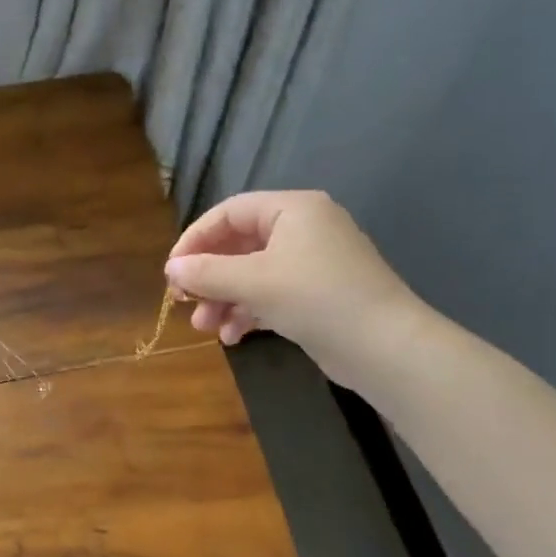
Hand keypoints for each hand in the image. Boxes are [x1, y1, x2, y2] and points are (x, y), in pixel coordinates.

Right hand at [165, 191, 431, 388]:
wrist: (385, 347)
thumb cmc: (315, 298)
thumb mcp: (254, 282)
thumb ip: (207, 272)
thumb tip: (171, 268)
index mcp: (293, 209)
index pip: (229, 213)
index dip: (195, 239)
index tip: (171, 271)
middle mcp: (304, 229)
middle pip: (239, 245)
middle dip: (208, 276)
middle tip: (183, 302)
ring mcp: (313, 263)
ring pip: (252, 274)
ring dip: (224, 299)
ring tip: (204, 328)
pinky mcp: (317, 294)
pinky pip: (271, 294)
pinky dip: (248, 311)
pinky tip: (232, 337)